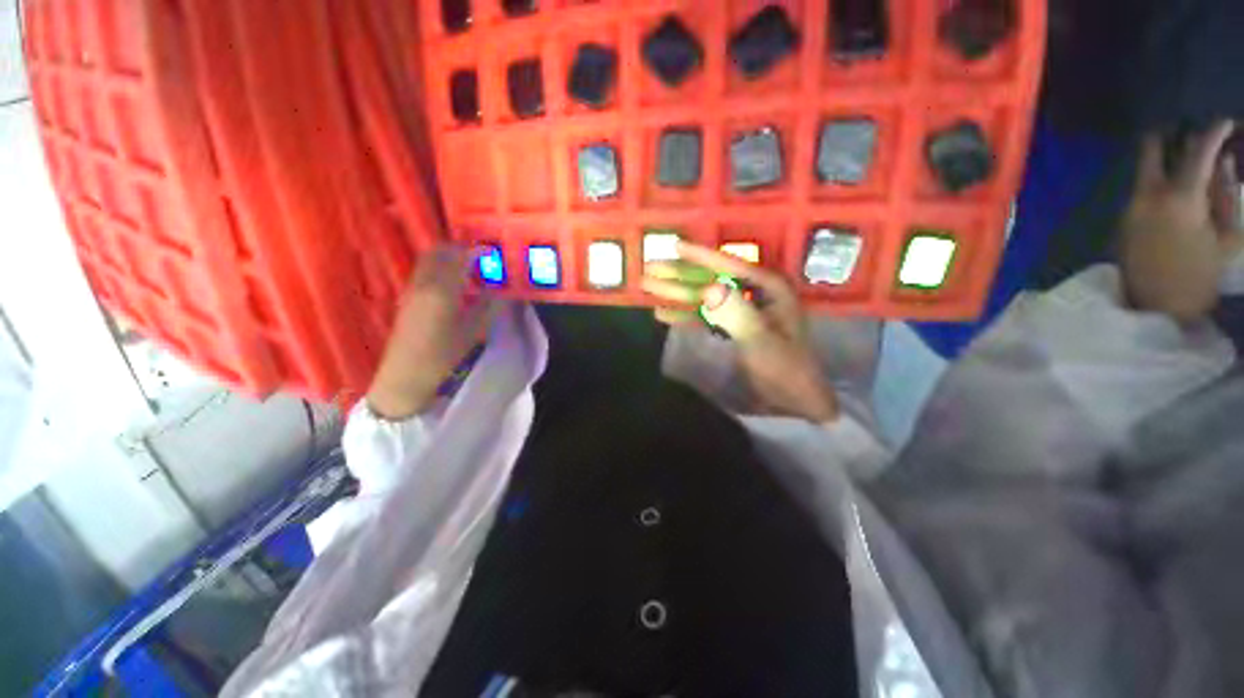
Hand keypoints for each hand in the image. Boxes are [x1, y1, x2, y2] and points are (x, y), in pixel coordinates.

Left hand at [366, 246, 500, 419]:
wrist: (407, 375)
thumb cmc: (445, 354)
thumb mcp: (475, 331)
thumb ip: (488, 305)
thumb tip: (499, 289)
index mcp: (443, 290)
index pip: (460, 258)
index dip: (477, 251)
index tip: (493, 252)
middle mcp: (424, 283)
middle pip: (439, 252)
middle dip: (460, 249)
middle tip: (480, 258)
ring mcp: (412, 289)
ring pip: (429, 261)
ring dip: (448, 258)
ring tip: (469, 271)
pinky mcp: (407, 298)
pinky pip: (424, 272)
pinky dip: (439, 269)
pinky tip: (453, 286)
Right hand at [642, 241, 838, 422]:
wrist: (792, 398)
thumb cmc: (784, 368)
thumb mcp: (761, 340)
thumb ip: (736, 314)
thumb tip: (709, 289)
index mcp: (768, 288)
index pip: (730, 266)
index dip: (700, 255)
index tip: (675, 245)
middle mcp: (752, 294)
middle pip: (710, 279)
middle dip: (679, 274)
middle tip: (650, 267)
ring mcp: (740, 311)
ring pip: (703, 297)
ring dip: (676, 293)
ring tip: (648, 286)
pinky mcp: (731, 328)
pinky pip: (704, 316)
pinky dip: (684, 315)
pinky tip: (663, 313)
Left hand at [1120, 120, 1243, 322]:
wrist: (1156, 307)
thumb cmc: (1200, 276)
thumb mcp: (1227, 236)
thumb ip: (1225, 195)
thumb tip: (1223, 163)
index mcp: (1180, 197)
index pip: (1198, 151)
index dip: (1214, 132)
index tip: (1226, 123)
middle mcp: (1149, 195)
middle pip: (1152, 149)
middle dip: (1172, 136)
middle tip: (1192, 134)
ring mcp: (1131, 207)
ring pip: (1144, 169)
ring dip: (1164, 158)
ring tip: (1187, 160)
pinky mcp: (1122, 221)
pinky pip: (1141, 189)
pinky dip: (1157, 179)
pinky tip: (1174, 186)